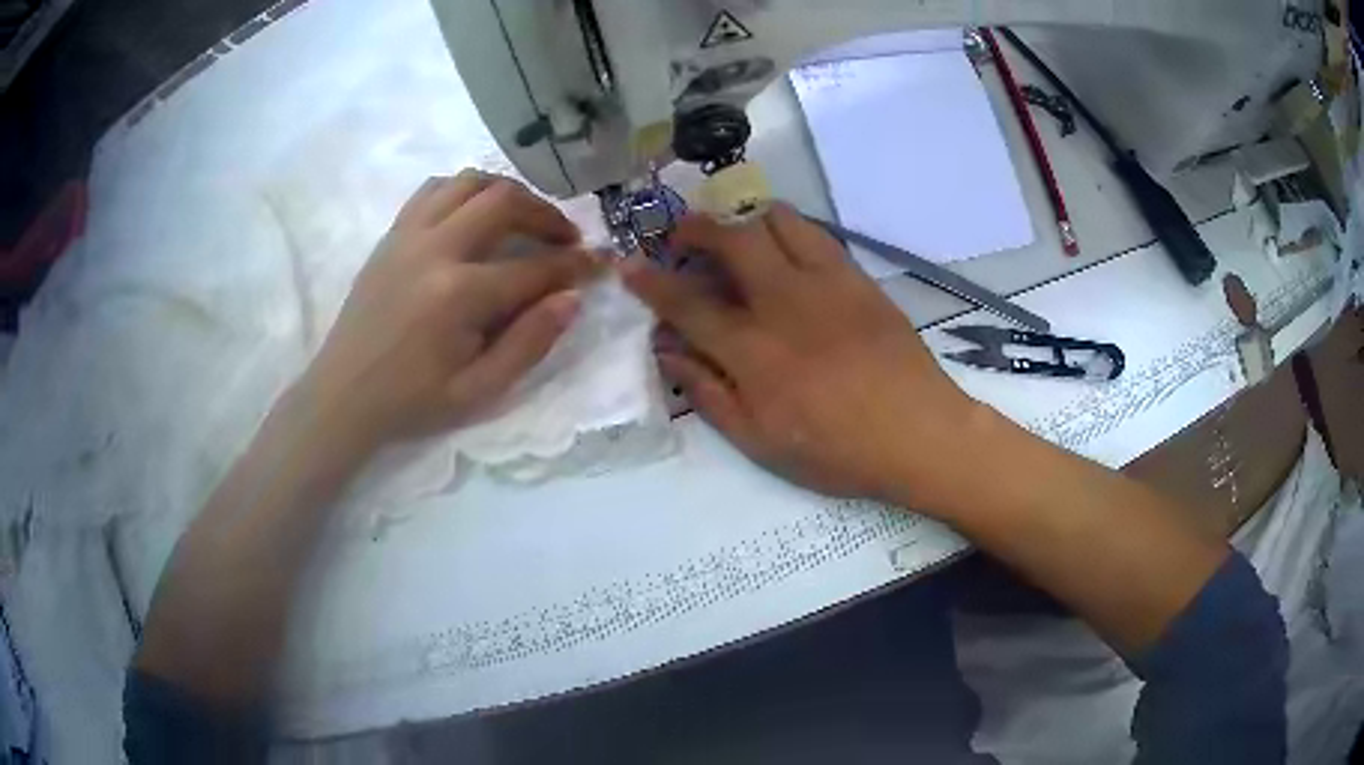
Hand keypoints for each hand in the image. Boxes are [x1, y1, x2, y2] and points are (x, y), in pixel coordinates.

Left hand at [298, 170, 599, 452]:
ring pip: (468, 182)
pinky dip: (464, 190)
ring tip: (523, 218)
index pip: (533, 267)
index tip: (599, 264)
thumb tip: (572, 299)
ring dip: (506, 192)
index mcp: (459, 295)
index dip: (574, 265)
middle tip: (565, 237)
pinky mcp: (392, 234)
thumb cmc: (412, 401)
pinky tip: (474, 213)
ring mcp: (408, 235)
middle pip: (504, 201)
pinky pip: (434, 189)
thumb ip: (529, 343)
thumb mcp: (479, 391)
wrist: (344, 394)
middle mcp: (435, 249)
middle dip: (546, 214)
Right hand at [621, 204, 977, 507]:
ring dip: (743, 216)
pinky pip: (815, 234)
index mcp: (753, 350)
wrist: (918, 433)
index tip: (628, 264)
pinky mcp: (858, 278)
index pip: (687, 302)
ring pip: (775, 221)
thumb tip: (668, 352)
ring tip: (732, 230)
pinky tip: (782, 243)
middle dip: (695, 226)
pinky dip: (786, 227)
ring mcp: (826, 283)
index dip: (651, 281)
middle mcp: (784, 302)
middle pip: (730, 239)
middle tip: (681, 234)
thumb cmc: (836, 449)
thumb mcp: (760, 441)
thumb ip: (708, 392)